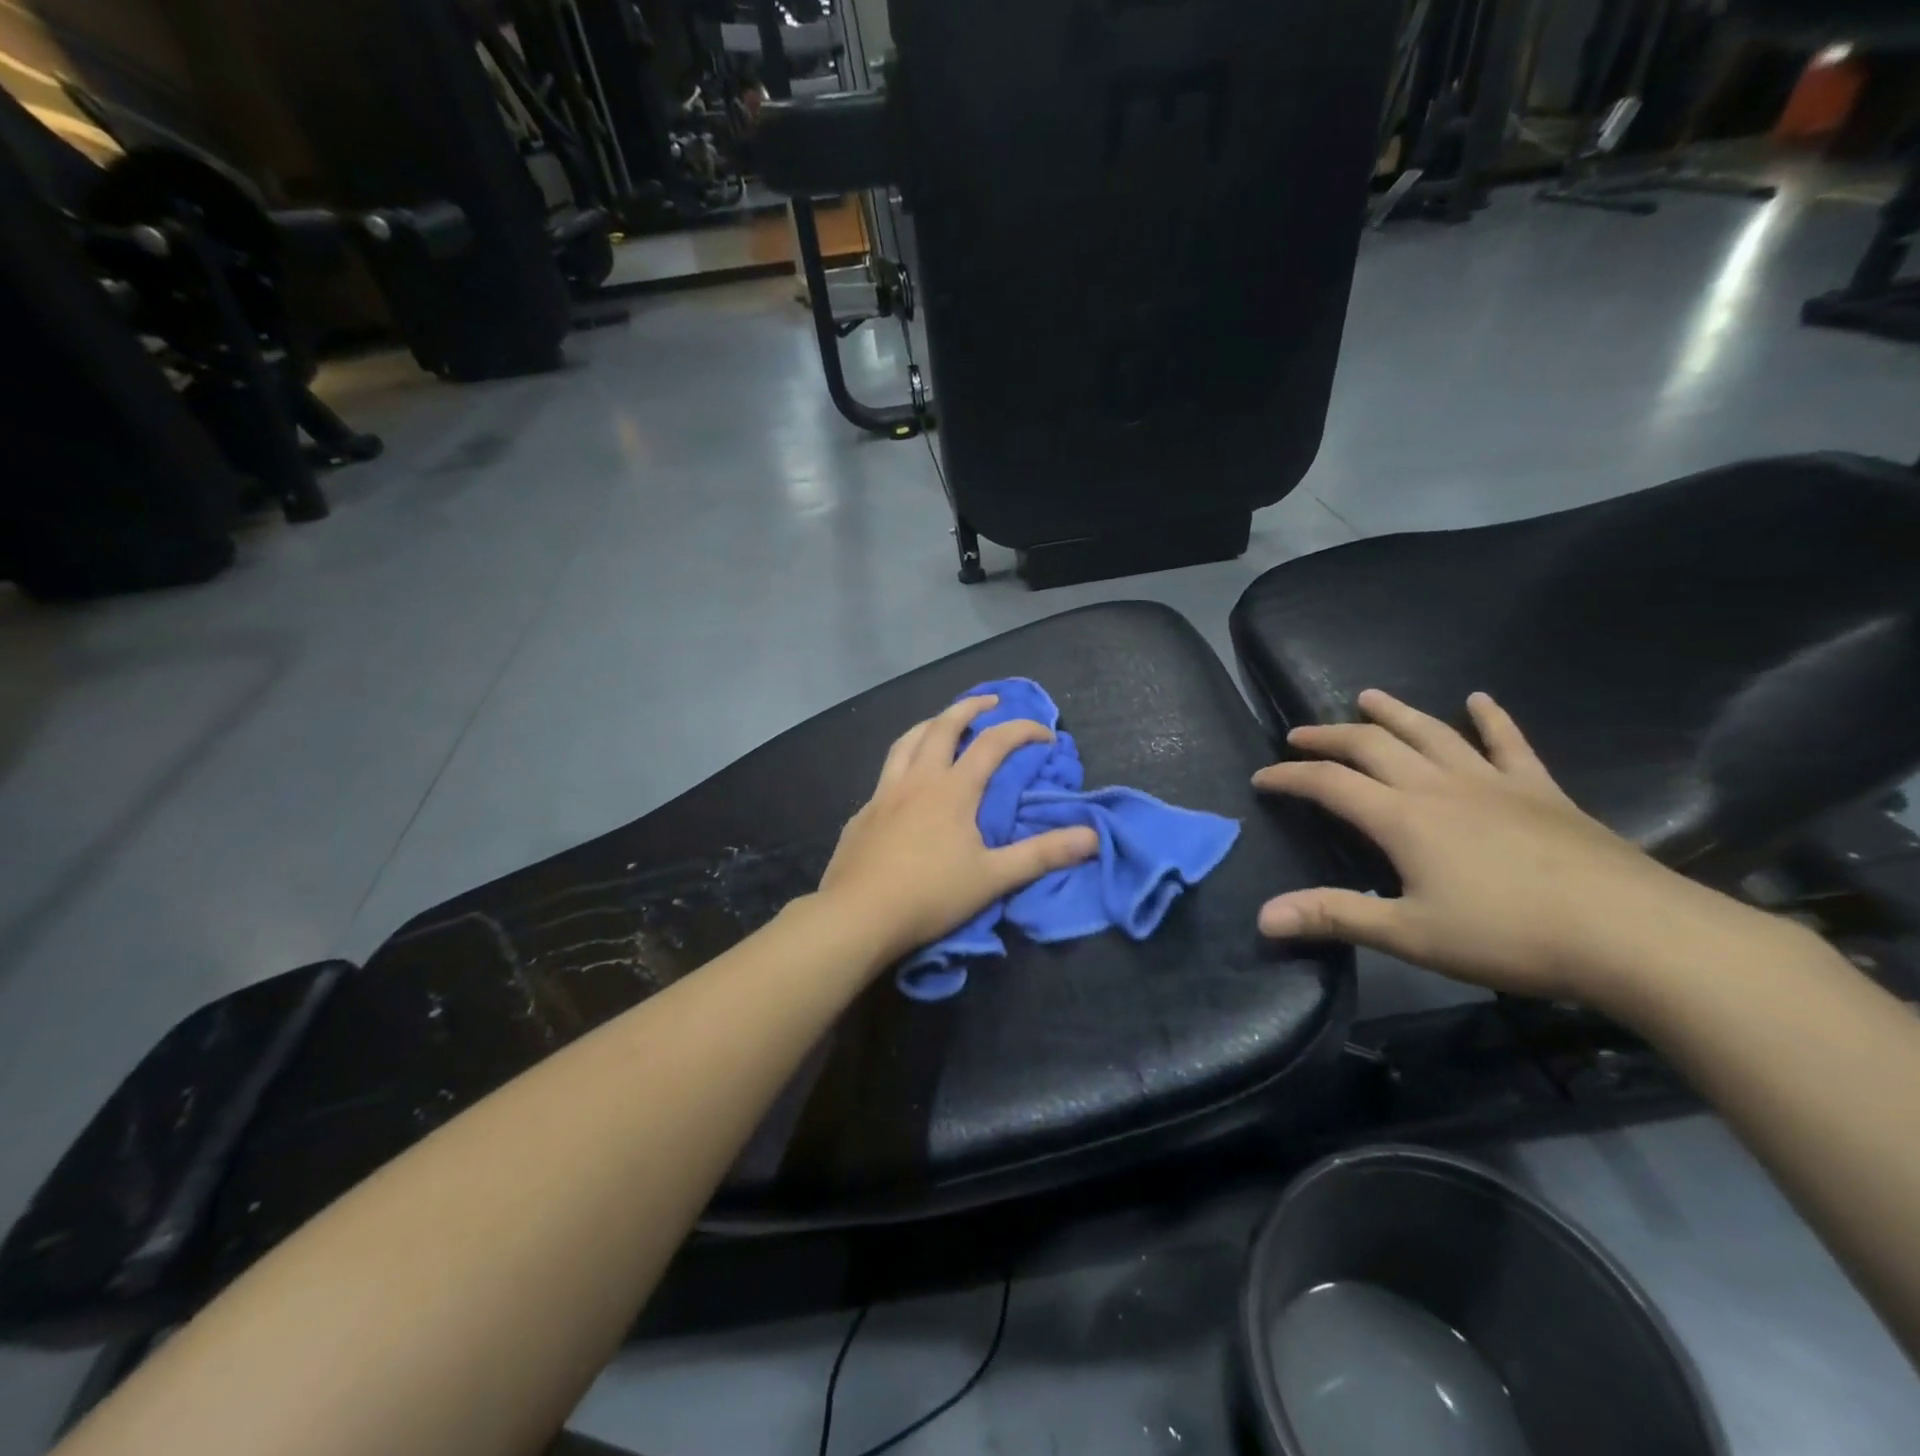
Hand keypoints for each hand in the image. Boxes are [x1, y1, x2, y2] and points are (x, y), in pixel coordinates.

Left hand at [818, 695, 1099, 963]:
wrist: (857, 916)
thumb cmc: (930, 895)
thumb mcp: (993, 878)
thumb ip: (1042, 854)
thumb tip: (1092, 837)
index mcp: (952, 790)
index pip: (993, 744)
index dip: (1022, 731)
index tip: (1046, 734)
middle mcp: (917, 780)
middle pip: (942, 726)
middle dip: (969, 708)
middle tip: (990, 703)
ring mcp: (883, 794)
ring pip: (907, 741)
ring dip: (930, 724)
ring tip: (943, 722)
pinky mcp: (862, 813)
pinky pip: (886, 772)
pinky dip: (904, 760)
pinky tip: (906, 780)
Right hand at [1251, 690, 1778, 1007]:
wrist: (1635, 936)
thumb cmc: (1511, 936)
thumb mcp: (1410, 935)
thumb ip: (1334, 917)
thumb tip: (1263, 917)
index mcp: (1403, 818)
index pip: (1329, 784)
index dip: (1290, 777)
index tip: (1261, 777)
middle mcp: (1439, 786)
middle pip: (1372, 745)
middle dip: (1329, 737)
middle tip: (1298, 734)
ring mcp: (1494, 782)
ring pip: (1432, 732)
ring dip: (1394, 712)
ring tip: (1367, 696)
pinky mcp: (1541, 791)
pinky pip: (1510, 744)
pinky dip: (1491, 719)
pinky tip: (1480, 699)